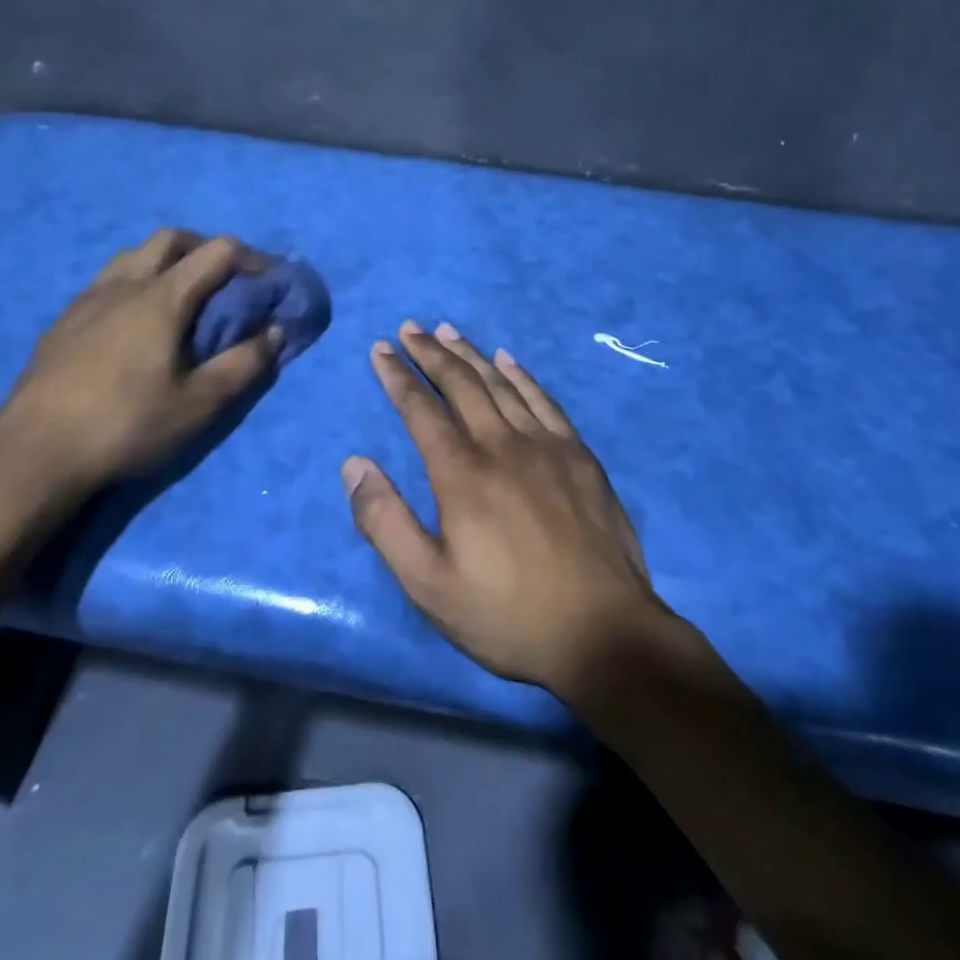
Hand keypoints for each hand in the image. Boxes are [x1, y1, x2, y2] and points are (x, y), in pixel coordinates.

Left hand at [0, 229, 280, 524]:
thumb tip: (276, 331)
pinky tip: (135, 324)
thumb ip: (245, 364)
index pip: (218, 252)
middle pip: (172, 238)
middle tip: (227, 280)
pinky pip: (107, 280)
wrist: (33, 454)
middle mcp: (124, 284)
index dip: (253, 258)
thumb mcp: (200, 404)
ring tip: (182, 297)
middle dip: (207, 248)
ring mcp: (87, 299)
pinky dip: (136, 282)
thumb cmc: (126, 425)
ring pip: (134, 255)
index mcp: (162, 297)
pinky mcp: (63, 321)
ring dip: (167, 261)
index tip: (270, 281)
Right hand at [342, 319, 668, 699]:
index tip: (381, 349)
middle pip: (461, 384)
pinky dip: (522, 375)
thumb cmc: (508, 615)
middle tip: (411, 327)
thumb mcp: (429, 585)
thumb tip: (354, 464)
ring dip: (471, 354)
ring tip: (448, 330)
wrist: (605, 632)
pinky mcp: (579, 456)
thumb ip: (385, 522)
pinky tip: (508, 360)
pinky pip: (545, 400)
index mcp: (462, 474)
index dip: (397, 376)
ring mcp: (546, 446)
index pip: (421, 410)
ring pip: (501, 384)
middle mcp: (502, 445)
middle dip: (431, 352)